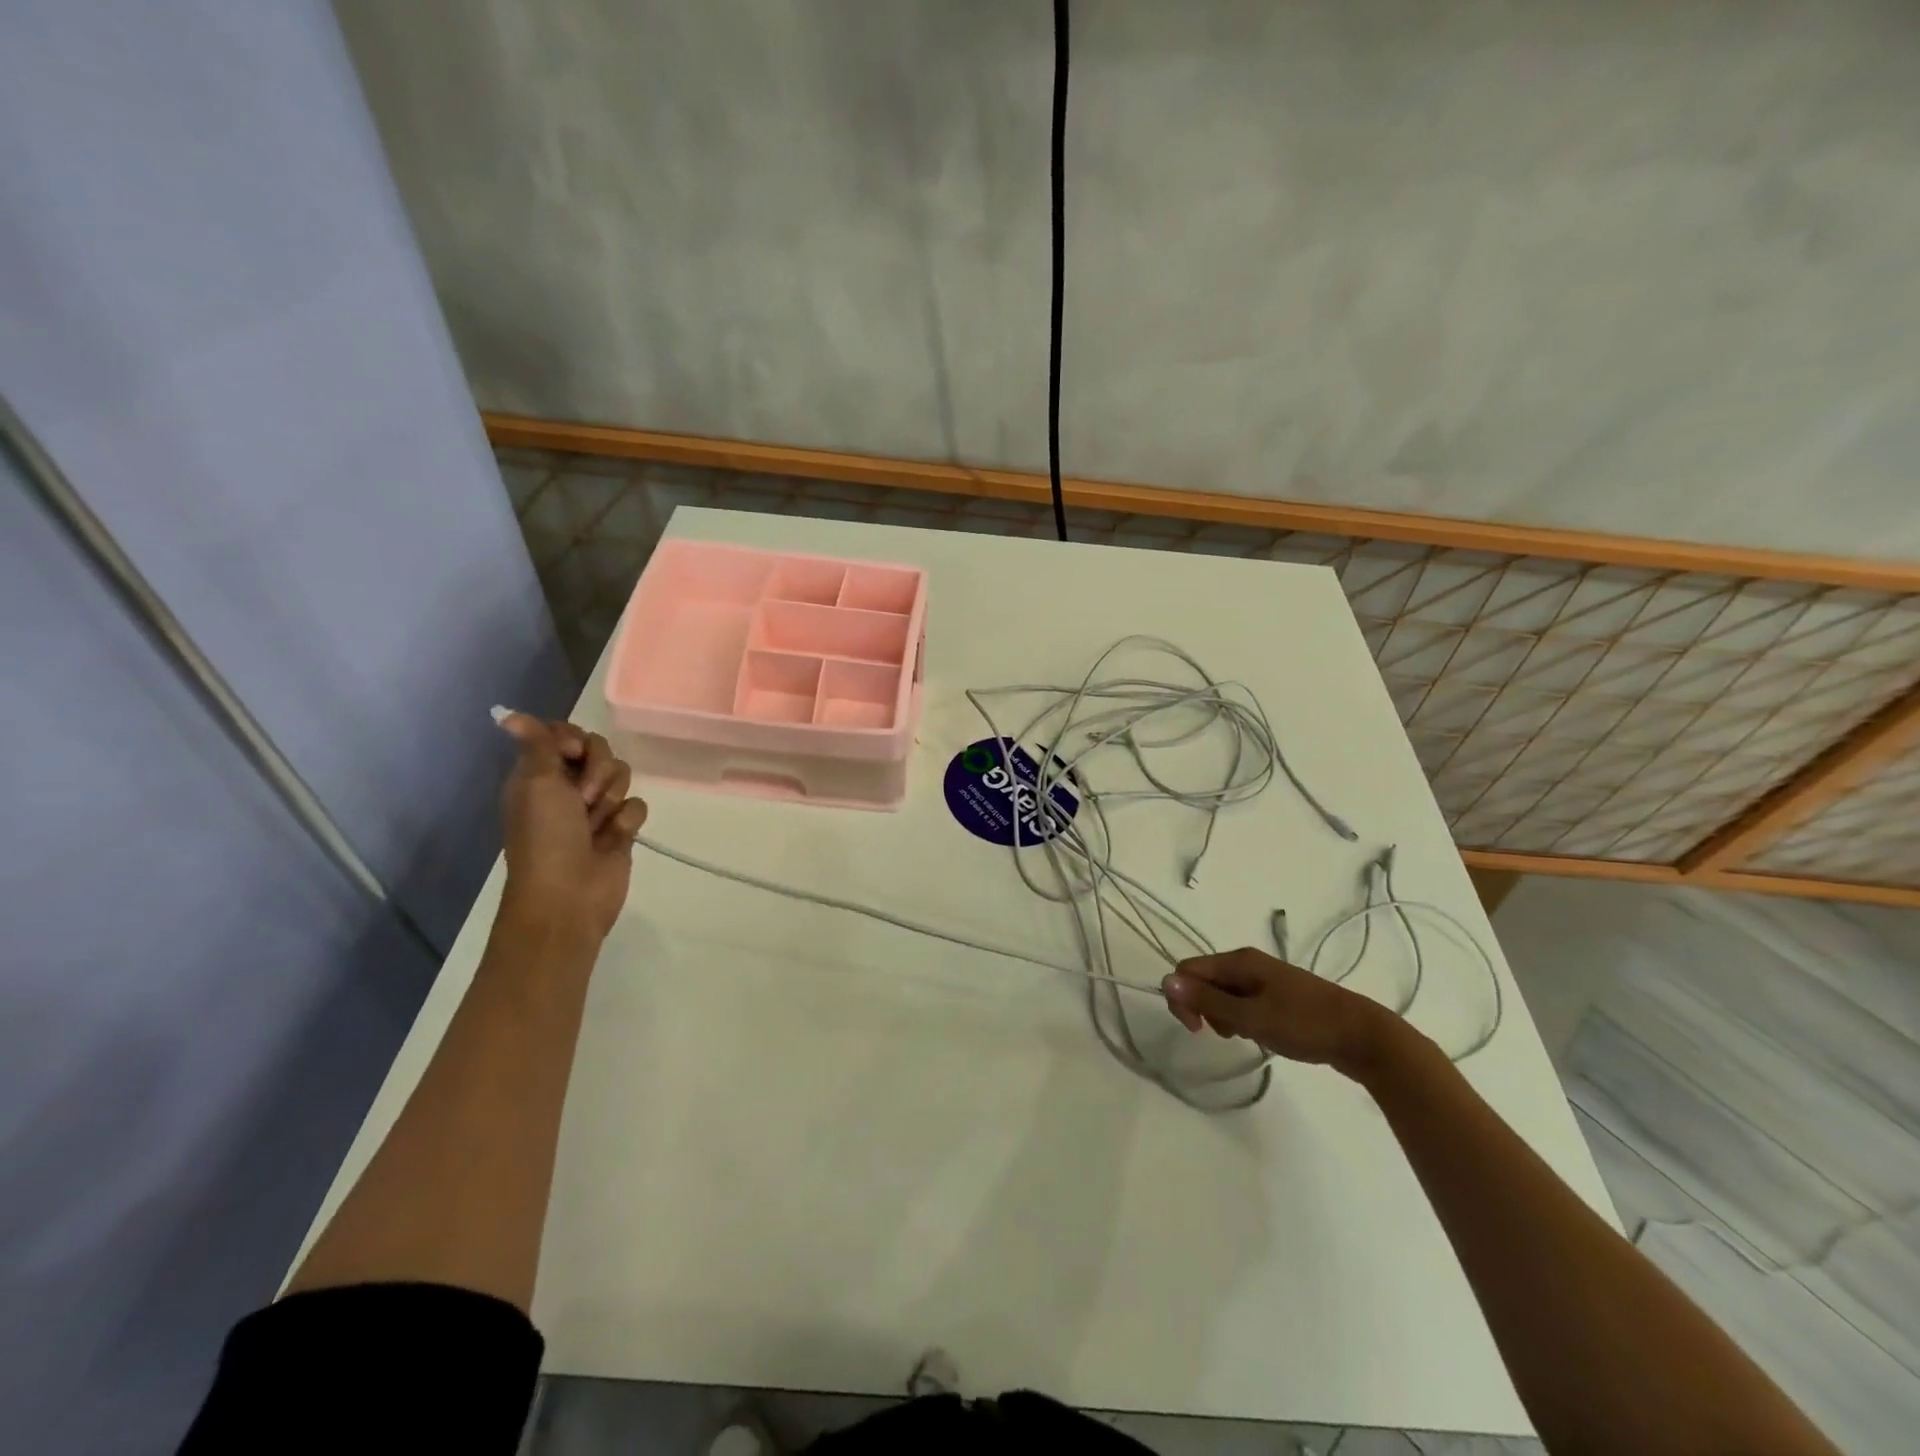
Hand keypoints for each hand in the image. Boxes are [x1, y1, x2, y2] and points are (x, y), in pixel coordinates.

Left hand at [496, 713, 648, 940]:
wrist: (568, 896)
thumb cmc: (546, 838)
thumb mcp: (536, 783)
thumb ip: (537, 745)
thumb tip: (509, 715)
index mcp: (539, 775)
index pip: (565, 735)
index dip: (575, 740)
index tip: (573, 754)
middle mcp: (566, 787)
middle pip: (600, 751)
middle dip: (597, 771)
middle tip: (581, 798)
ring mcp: (595, 809)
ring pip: (622, 777)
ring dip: (610, 798)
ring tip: (596, 824)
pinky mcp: (620, 829)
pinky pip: (637, 806)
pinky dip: (626, 821)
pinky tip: (613, 838)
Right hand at [1162, 947, 1394, 1076]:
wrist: (1364, 1036)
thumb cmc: (1305, 1024)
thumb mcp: (1252, 1017)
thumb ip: (1208, 1002)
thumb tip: (1166, 981)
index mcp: (1239, 961)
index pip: (1189, 970)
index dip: (1182, 997)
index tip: (1196, 1030)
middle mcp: (1248, 964)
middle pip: (1205, 980)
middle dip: (1204, 1008)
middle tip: (1225, 1035)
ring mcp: (1265, 979)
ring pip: (1224, 993)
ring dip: (1223, 1016)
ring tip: (1246, 1036)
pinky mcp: (1279, 996)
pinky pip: (1244, 1002)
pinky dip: (1242, 1018)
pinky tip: (1260, 1035)